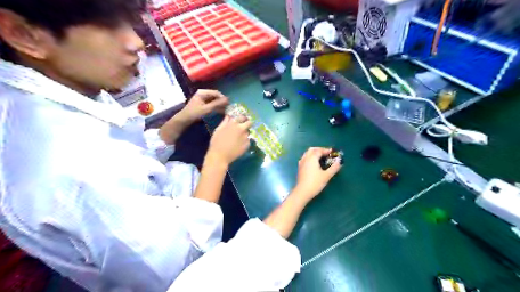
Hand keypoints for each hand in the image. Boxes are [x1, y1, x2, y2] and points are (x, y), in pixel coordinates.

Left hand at [178, 88, 227, 119]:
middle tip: (228, 108)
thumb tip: (228, 99)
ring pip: (214, 100)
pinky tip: (221, 111)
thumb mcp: (207, 109)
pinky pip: (212, 104)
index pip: (216, 93)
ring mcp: (203, 99)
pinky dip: (216, 107)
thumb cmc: (194, 113)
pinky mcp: (203, 104)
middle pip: (215, 96)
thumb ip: (217, 104)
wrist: (184, 120)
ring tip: (226, 110)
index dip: (223, 98)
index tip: (229, 104)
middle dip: (222, 102)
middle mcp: (203, 94)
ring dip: (220, 105)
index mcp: (202, 92)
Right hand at [206, 116, 252, 166]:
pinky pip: (248, 140)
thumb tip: (229, 116)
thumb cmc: (216, 142)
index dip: (242, 119)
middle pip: (249, 123)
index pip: (243, 117)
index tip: (241, 121)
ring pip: (248, 132)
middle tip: (243, 128)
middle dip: (247, 124)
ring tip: (238, 139)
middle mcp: (241, 129)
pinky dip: (245, 141)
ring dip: (245, 133)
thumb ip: (225, 122)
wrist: (220, 156)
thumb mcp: (218, 130)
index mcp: (233, 123)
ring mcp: (245, 136)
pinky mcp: (247, 144)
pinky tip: (239, 145)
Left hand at [294, 148, 343, 199]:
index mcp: (312, 158)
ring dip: (314, 153)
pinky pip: (305, 158)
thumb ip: (334, 167)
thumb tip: (339, 160)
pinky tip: (314, 163)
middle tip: (326, 153)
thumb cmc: (315, 183)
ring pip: (307, 154)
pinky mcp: (300, 168)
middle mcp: (305, 158)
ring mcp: (301, 163)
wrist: (303, 191)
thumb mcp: (327, 175)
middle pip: (312, 150)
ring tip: (321, 157)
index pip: (319, 151)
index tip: (332, 152)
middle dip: (319, 150)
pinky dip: (310, 157)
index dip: (326, 150)